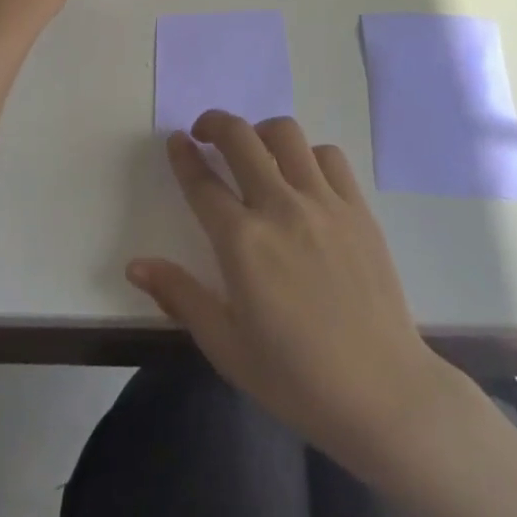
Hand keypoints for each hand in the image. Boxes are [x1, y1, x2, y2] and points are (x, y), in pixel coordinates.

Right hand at [126, 112, 459, 480]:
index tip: (176, 142)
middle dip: (215, 123)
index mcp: (242, 243)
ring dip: (261, 132)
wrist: (380, 393)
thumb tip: (136, 265)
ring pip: (285, 134)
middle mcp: (279, 207)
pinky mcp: (356, 206)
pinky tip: (303, 175)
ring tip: (255, 148)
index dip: (183, 156)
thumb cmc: (295, 378)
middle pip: (240, 138)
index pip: (201, 182)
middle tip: (205, 132)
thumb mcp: (226, 346)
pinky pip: (328, 155)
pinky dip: (308, 154)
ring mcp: (322, 201)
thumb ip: (180, 296)